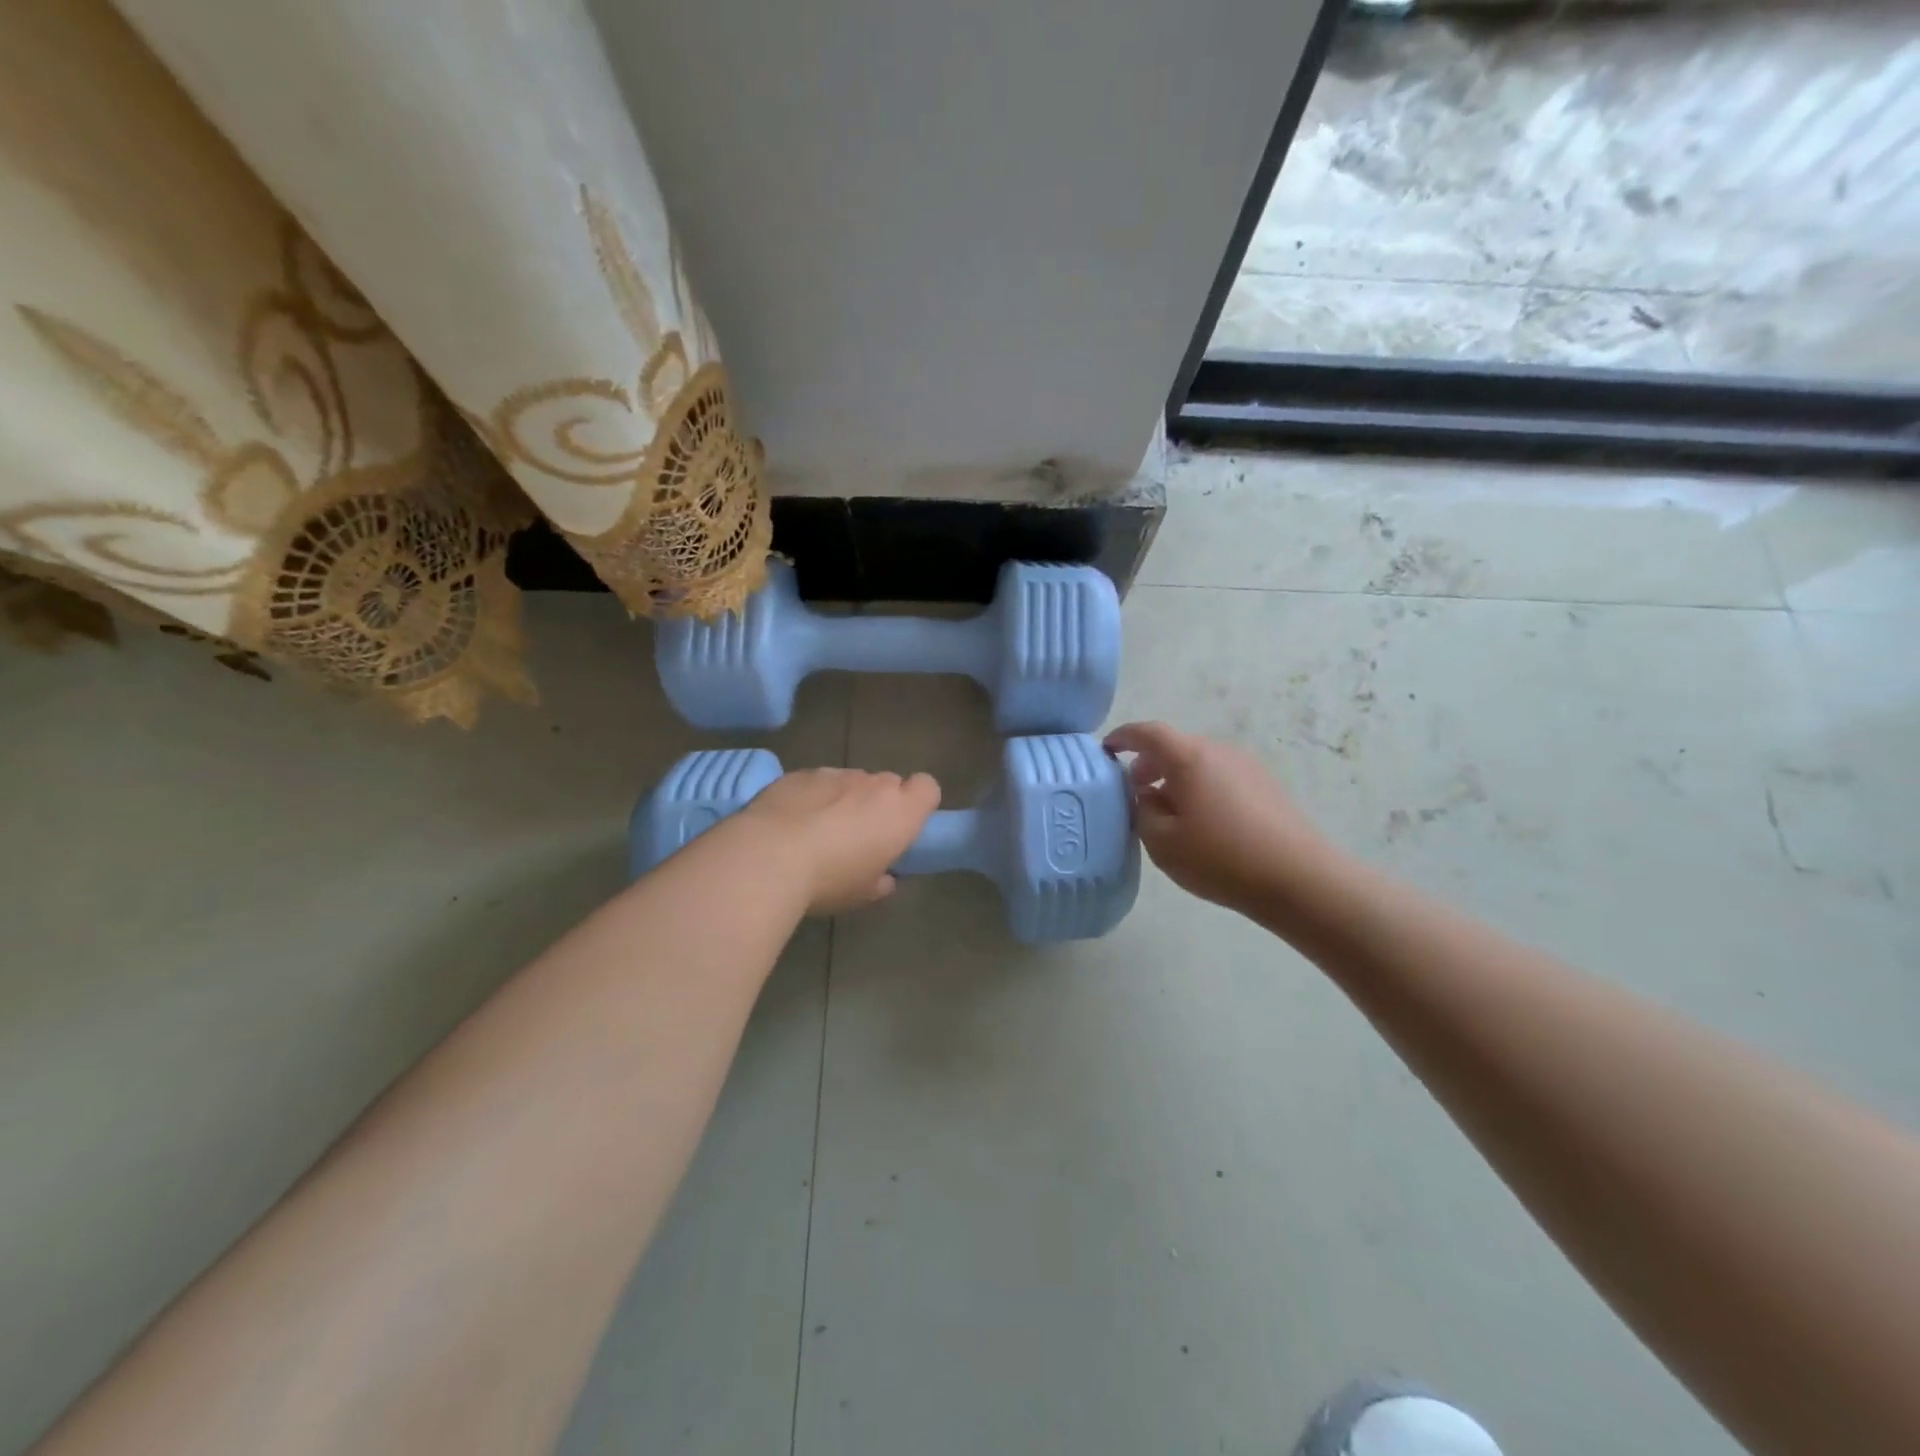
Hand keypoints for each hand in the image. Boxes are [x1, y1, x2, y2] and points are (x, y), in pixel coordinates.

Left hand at [737, 767, 940, 913]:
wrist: (769, 855)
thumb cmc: (829, 879)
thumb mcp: (863, 894)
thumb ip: (881, 881)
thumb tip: (884, 878)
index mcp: (900, 812)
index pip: (928, 788)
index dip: (918, 802)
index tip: (903, 825)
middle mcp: (873, 784)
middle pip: (888, 783)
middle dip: (878, 803)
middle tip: (859, 835)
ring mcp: (835, 774)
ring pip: (850, 781)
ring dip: (844, 799)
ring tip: (818, 830)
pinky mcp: (800, 773)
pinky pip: (816, 782)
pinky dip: (811, 797)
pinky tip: (790, 822)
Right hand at [1104, 722, 1329, 917]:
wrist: (1298, 878)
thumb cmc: (1221, 857)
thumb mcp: (1162, 841)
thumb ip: (1143, 811)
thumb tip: (1147, 795)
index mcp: (1190, 757)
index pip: (1148, 733)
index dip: (1123, 737)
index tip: (1106, 749)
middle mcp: (1219, 751)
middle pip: (1175, 746)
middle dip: (1149, 763)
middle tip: (1134, 791)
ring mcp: (1247, 766)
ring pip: (1198, 762)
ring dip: (1175, 778)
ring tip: (1166, 811)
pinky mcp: (1266, 785)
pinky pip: (1220, 776)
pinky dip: (1200, 787)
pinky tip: (1201, 822)